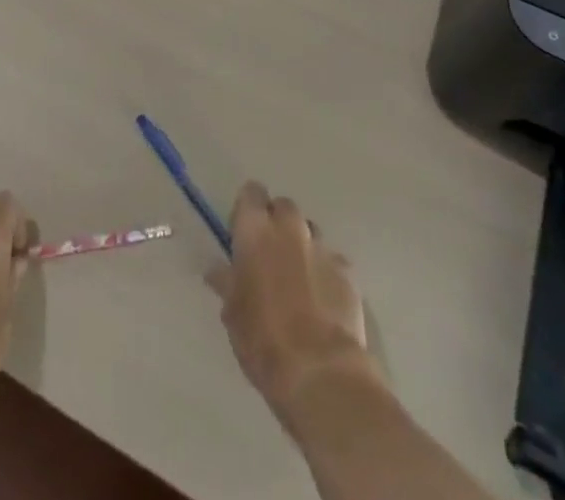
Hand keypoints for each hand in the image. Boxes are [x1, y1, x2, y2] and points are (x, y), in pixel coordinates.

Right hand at [208, 181, 378, 417]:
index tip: (243, 232)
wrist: (320, 372)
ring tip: (298, 280)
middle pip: (283, 208)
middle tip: (269, 256)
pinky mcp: (347, 271)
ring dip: (302, 246)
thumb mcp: (233, 313)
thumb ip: (226, 282)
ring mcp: (322, 247)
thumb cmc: (263, 340)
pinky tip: (322, 301)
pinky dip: (325, 272)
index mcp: (256, 231)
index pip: (251, 193)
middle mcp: (290, 228)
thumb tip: (217, 269)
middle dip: (277, 224)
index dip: (247, 209)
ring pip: (309, 231)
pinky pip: (332, 261)